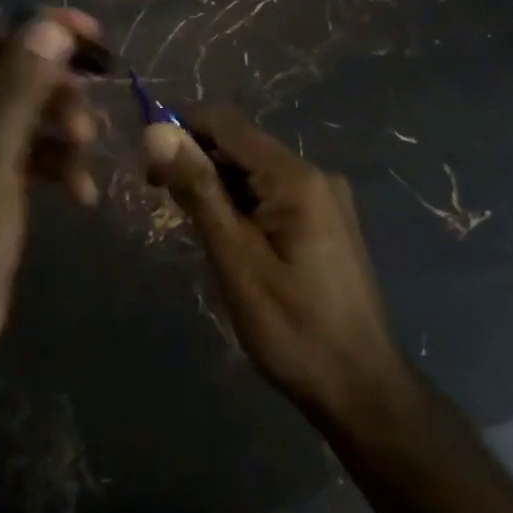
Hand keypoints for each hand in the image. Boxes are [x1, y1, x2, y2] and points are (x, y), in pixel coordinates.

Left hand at [0, 8, 99, 376]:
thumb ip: (22, 91)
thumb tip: (51, 25)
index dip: (40, 31)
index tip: (93, 38)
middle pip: (14, 76)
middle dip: (57, 93)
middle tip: (94, 109)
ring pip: (29, 115)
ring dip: (63, 133)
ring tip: (85, 159)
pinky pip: (32, 154)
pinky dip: (58, 166)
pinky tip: (82, 194)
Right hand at [144, 109, 407, 426]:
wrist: (362, 389)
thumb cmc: (293, 328)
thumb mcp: (236, 260)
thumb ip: (198, 191)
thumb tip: (156, 131)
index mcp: (296, 177)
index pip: (226, 123)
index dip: (182, 133)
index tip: (149, 167)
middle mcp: (315, 174)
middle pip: (242, 146)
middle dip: (198, 162)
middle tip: (165, 203)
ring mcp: (325, 198)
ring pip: (256, 172)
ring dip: (218, 187)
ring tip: (196, 230)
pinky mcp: (326, 221)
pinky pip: (273, 194)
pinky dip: (243, 205)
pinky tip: (229, 239)